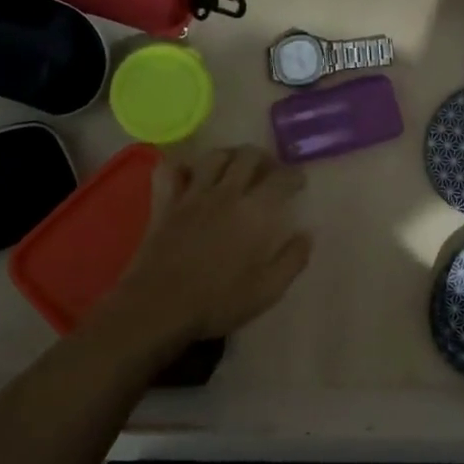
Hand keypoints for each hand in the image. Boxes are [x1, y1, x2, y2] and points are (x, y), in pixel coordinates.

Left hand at [95, 146, 310, 352]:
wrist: (158, 308)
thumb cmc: (217, 302)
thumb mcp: (267, 291)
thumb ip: (292, 260)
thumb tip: (306, 235)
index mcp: (254, 213)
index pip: (281, 179)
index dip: (294, 176)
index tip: (299, 182)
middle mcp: (225, 194)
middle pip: (248, 156)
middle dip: (264, 158)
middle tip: (270, 171)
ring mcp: (192, 195)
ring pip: (214, 156)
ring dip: (230, 155)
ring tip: (236, 166)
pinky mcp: (164, 203)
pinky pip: (170, 170)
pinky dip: (182, 166)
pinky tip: (190, 174)